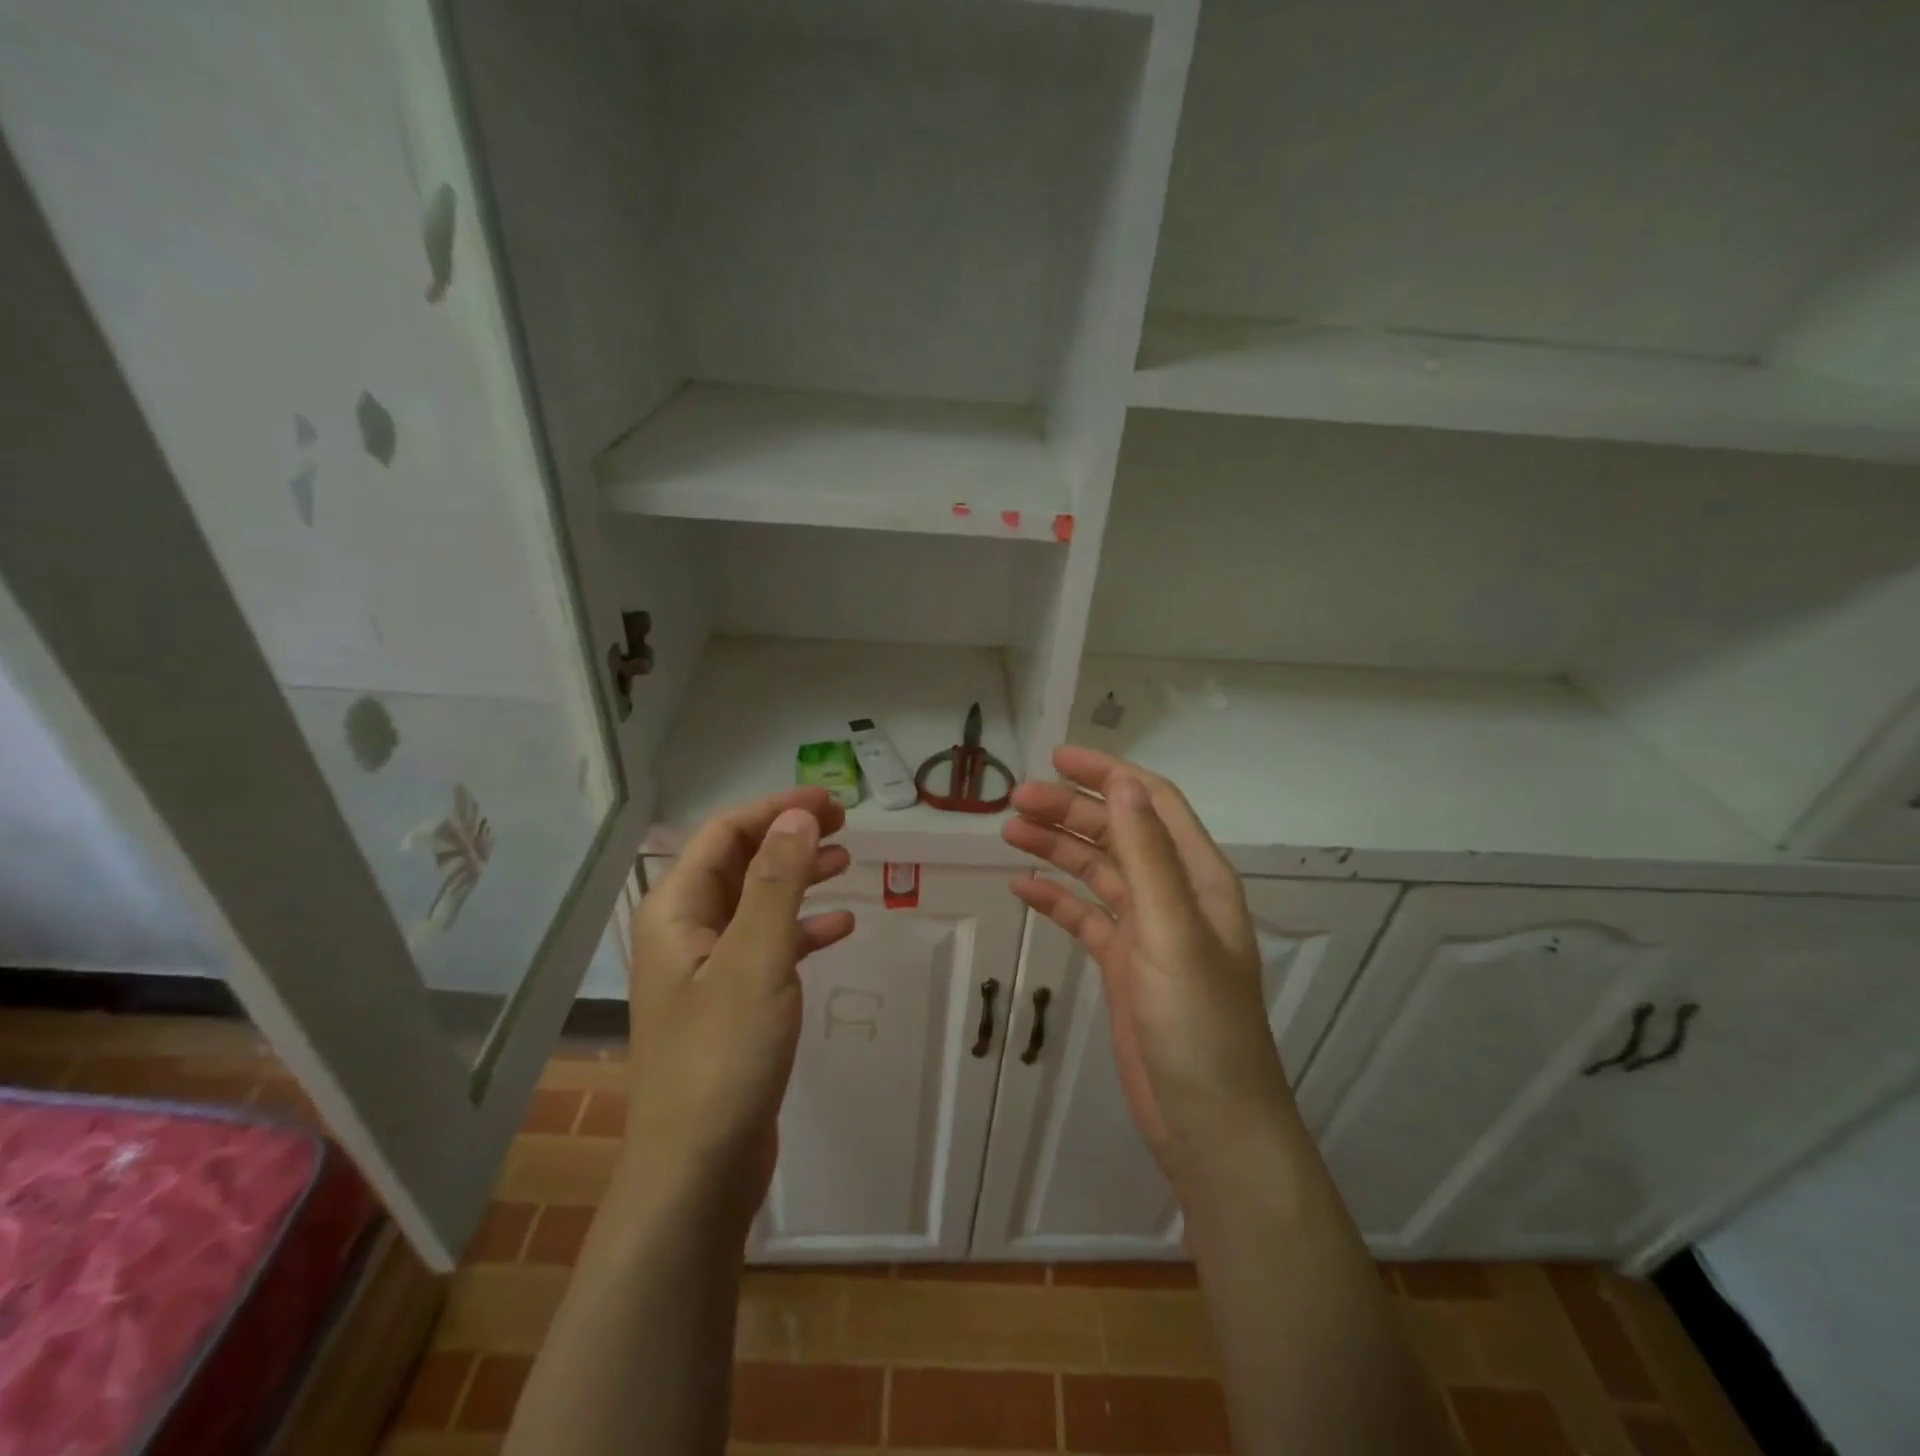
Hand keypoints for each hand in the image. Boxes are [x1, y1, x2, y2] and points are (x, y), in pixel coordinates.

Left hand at [624, 788, 854, 1225]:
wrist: (699, 1168)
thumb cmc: (723, 1054)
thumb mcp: (756, 957)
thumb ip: (777, 881)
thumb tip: (798, 815)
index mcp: (675, 910)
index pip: (725, 833)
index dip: (776, 810)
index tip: (829, 802)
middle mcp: (685, 931)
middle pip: (740, 862)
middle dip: (789, 838)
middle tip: (844, 826)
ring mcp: (707, 969)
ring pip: (757, 902)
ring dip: (799, 878)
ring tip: (846, 862)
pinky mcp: (731, 1004)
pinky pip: (769, 947)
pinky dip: (802, 930)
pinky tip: (840, 927)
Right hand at [1003, 746, 1290, 1184]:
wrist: (1209, 1123)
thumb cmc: (1198, 1024)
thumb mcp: (1172, 931)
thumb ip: (1147, 855)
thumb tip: (1122, 781)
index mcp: (1197, 877)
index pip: (1151, 802)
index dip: (1108, 773)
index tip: (1056, 758)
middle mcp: (1173, 895)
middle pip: (1117, 833)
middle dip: (1069, 811)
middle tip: (1015, 802)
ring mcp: (1146, 931)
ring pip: (1096, 872)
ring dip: (1057, 848)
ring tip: (1009, 831)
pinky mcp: (1123, 965)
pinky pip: (1084, 917)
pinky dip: (1055, 898)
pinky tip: (1022, 887)